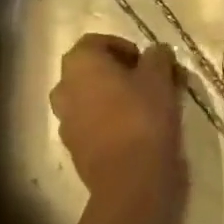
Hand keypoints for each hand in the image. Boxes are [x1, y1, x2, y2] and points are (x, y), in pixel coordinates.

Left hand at [50, 34, 185, 223]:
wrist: (130, 181)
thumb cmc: (142, 116)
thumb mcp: (159, 77)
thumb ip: (157, 56)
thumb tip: (156, 52)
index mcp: (79, 62)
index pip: (98, 42)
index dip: (124, 47)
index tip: (147, 62)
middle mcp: (64, 86)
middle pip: (90, 70)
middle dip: (117, 72)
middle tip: (146, 82)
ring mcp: (65, 120)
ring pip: (89, 98)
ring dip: (111, 98)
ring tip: (142, 108)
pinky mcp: (73, 149)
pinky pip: (90, 125)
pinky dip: (107, 123)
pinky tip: (133, 132)